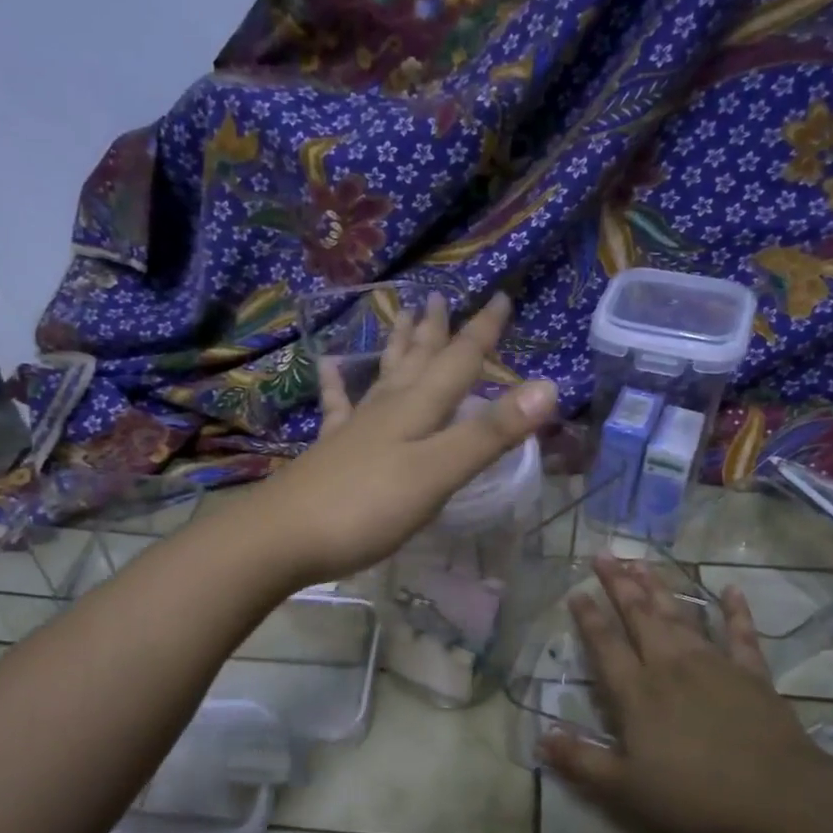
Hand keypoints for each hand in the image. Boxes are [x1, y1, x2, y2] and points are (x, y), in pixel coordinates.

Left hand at [248, 292, 556, 586]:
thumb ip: (489, 434)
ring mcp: (356, 428)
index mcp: (418, 410)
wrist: (283, 536)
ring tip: (400, 313)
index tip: (500, 296)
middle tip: (441, 296)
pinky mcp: (331, 450)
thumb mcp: (438, 473)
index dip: (482, 332)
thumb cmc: (367, 507)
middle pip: (418, 360)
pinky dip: (337, 382)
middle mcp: (387, 409)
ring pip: (384, 376)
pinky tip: (329, 364)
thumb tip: (548, 387)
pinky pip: (338, 406)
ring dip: (398, 345)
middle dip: (436, 330)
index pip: (459, 361)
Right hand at [539, 559, 832, 832]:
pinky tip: (731, 589)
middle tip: (604, 555)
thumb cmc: (695, 795)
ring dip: (659, 587)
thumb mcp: (626, 789)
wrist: (778, 796)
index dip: (588, 617)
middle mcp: (670, 666)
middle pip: (639, 616)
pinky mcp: (751, 673)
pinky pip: (740, 634)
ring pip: (680, 615)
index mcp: (637, 692)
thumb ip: (582, 761)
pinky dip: (735, 611)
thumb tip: (540, 738)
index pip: (605, 644)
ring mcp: (713, 664)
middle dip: (619, 584)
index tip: (576, 591)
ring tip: (643, 562)